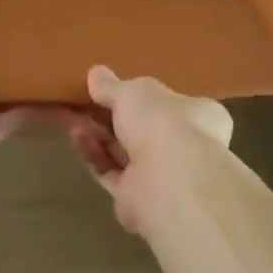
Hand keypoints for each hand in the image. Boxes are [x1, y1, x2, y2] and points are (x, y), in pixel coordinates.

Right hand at [57, 66, 232, 233]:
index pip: (173, 103)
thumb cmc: (162, 123)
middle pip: (143, 128)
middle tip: (83, 103)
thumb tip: (95, 73)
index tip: (113, 90)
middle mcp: (187, 146)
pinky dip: (95, 155)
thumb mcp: (133, 92)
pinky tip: (77, 137)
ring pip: (124, 152)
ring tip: (71, 118)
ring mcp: (163, 176)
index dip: (142, 96)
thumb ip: (112, 86)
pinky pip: (112, 172)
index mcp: (200, 115)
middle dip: (111, 116)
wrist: (167, 181)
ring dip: (99, 135)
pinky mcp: (138, 198)